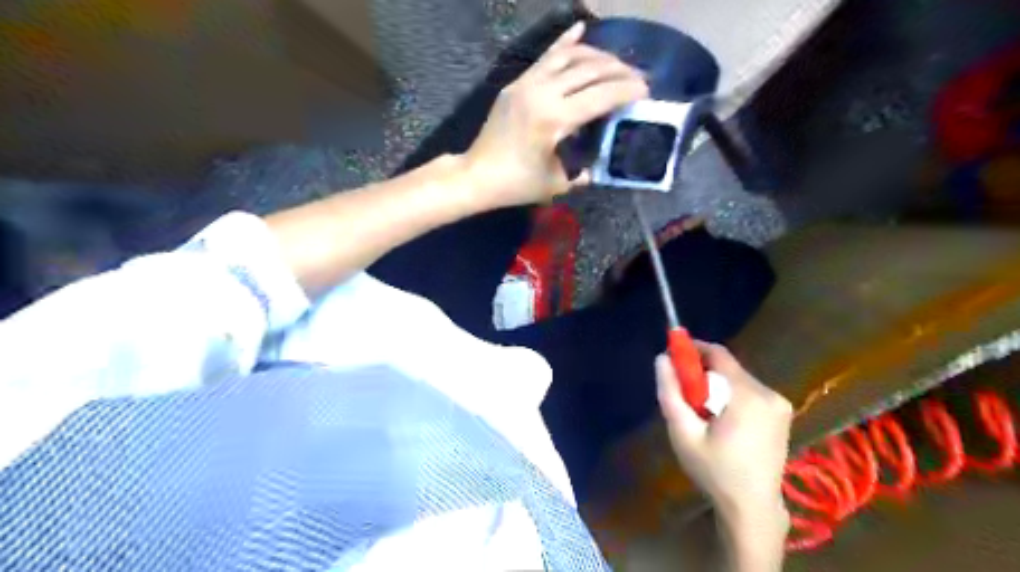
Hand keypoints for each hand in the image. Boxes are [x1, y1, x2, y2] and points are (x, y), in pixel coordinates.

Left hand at [463, 21, 643, 209]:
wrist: (476, 175)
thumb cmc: (516, 184)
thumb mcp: (557, 183)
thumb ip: (584, 170)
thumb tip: (602, 162)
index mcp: (554, 120)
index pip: (600, 96)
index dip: (626, 91)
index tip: (646, 90)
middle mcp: (542, 93)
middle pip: (589, 70)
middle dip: (619, 71)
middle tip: (638, 77)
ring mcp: (527, 84)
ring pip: (569, 57)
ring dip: (597, 56)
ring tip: (617, 64)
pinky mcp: (517, 83)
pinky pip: (545, 57)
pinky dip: (564, 43)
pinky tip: (580, 29)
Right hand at [657, 341, 790, 528]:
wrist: (752, 508)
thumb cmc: (714, 471)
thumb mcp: (683, 433)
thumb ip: (670, 393)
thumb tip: (661, 359)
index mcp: (747, 396)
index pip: (719, 355)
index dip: (694, 349)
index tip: (674, 354)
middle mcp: (769, 393)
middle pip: (728, 368)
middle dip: (703, 373)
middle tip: (684, 392)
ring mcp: (779, 404)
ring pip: (738, 379)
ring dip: (717, 385)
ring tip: (701, 411)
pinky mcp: (782, 414)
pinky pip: (749, 392)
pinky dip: (731, 396)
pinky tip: (721, 419)